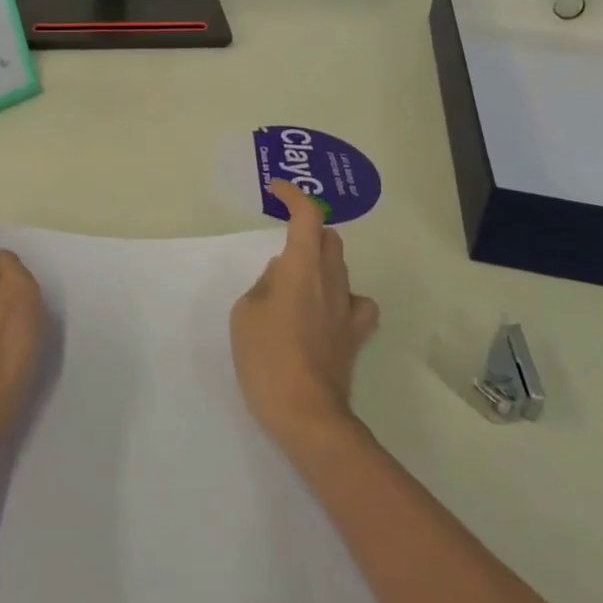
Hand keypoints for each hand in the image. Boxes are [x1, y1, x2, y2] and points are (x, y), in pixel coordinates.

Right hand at [230, 179, 380, 449]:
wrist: (305, 412)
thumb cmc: (266, 357)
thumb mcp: (245, 313)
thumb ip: (264, 285)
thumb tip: (282, 276)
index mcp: (300, 267)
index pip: (306, 216)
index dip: (293, 195)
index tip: (276, 190)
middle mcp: (330, 280)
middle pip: (329, 238)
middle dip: (308, 228)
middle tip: (283, 237)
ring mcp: (346, 309)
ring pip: (341, 266)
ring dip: (322, 260)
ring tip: (298, 276)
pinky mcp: (354, 336)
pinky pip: (357, 304)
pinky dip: (343, 296)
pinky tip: (329, 307)